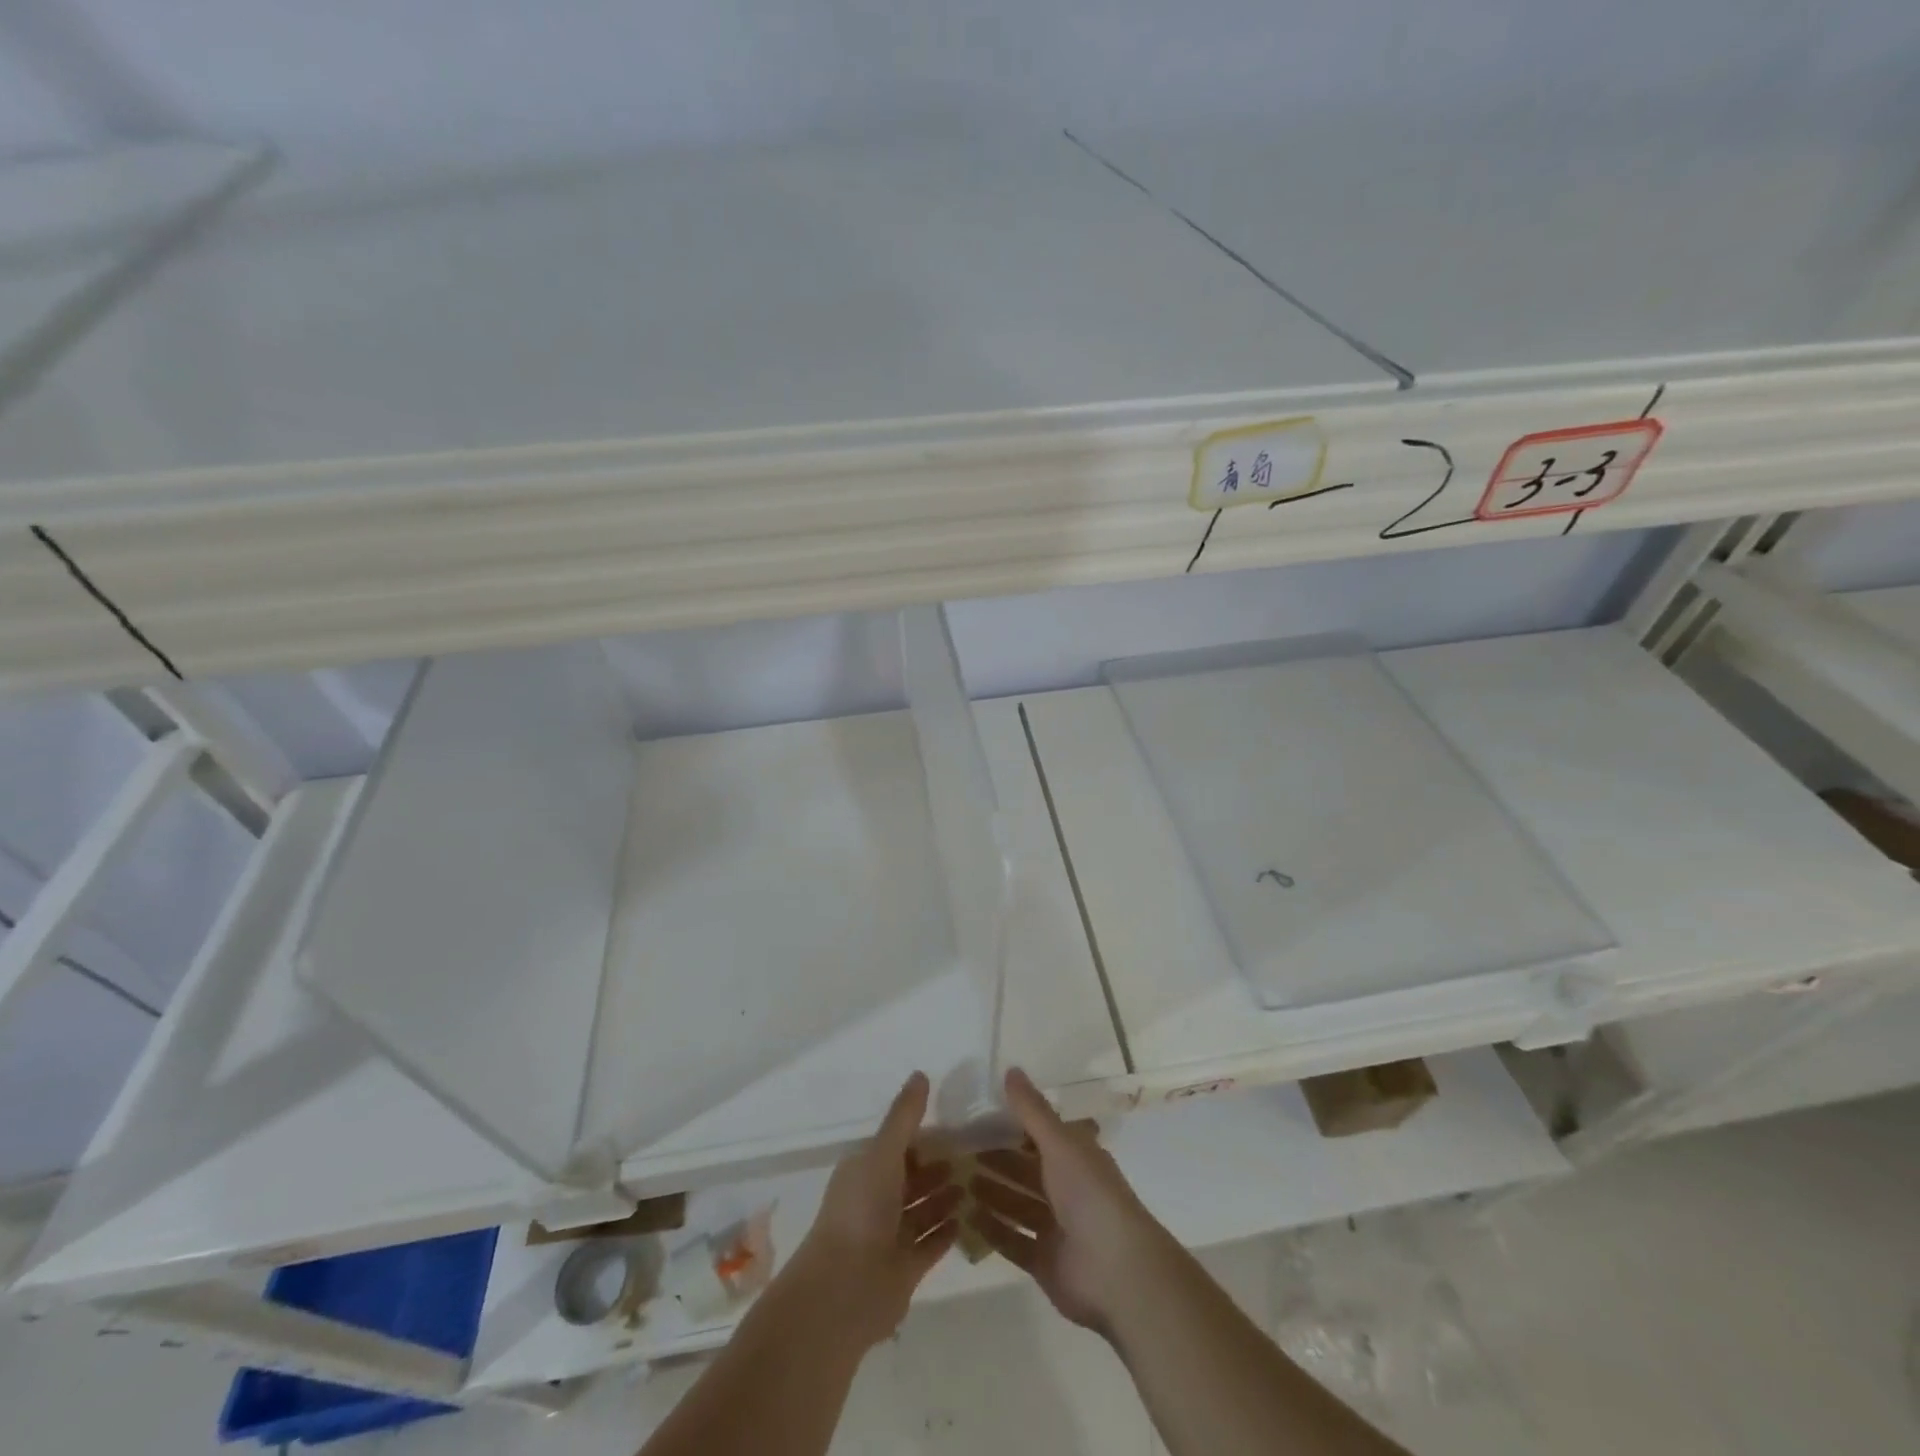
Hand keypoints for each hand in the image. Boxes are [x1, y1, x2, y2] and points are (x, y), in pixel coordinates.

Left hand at [786, 1071, 960, 1349]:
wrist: (845, 1290)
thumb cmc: (861, 1210)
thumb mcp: (883, 1152)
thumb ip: (904, 1117)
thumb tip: (921, 1074)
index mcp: (865, 1170)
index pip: (898, 1146)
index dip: (924, 1136)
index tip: (957, 1126)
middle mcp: (876, 1200)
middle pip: (912, 1177)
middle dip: (939, 1166)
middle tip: (977, 1154)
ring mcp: (890, 1236)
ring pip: (923, 1210)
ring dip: (946, 1197)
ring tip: (979, 1182)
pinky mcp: (905, 1268)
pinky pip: (930, 1244)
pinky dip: (947, 1232)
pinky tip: (969, 1219)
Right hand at [967, 1068, 1169, 1336]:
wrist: (1117, 1272)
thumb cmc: (1090, 1195)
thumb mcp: (1060, 1144)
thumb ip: (1032, 1111)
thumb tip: (1010, 1068)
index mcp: (1076, 1157)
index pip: (1041, 1134)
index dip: (1013, 1124)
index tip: (978, 1114)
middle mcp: (1067, 1189)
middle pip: (1025, 1169)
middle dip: (996, 1159)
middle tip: (957, 1148)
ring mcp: (1055, 1227)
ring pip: (1017, 1204)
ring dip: (991, 1193)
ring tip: (955, 1180)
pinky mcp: (1044, 1261)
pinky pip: (1012, 1241)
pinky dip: (991, 1230)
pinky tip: (965, 1217)